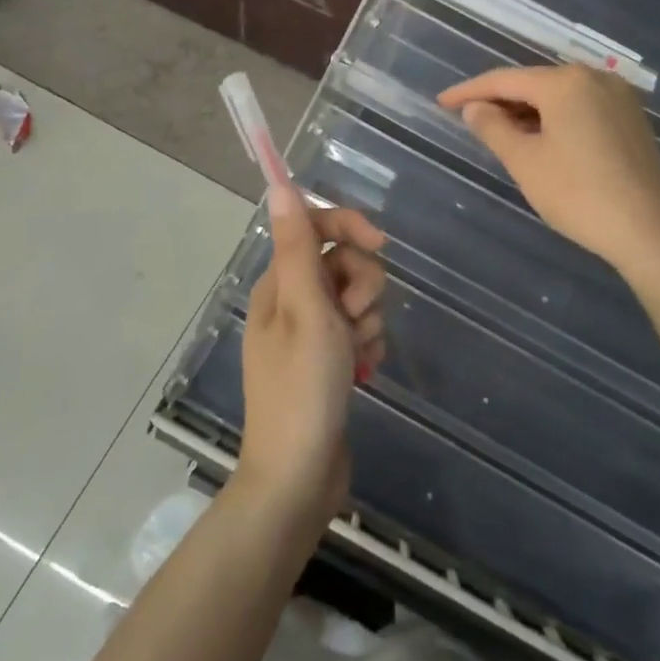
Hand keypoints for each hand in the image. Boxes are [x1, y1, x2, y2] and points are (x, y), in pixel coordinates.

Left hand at [237, 184, 386, 521]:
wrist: (299, 474)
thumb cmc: (303, 388)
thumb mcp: (306, 311)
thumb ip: (297, 247)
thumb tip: (279, 186)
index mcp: (278, 284)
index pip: (315, 228)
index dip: (350, 227)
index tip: (381, 245)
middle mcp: (291, 302)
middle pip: (342, 263)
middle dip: (362, 286)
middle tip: (353, 319)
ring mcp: (309, 333)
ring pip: (356, 298)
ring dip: (367, 321)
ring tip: (356, 354)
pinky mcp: (327, 360)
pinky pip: (358, 331)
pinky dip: (366, 344)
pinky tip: (363, 370)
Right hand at [438, 64, 659, 280]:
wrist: (648, 230)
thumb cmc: (578, 194)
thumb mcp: (525, 162)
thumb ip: (493, 128)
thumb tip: (475, 108)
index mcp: (566, 82)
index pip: (505, 80)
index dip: (469, 91)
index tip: (441, 102)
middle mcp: (595, 78)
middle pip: (535, 83)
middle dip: (500, 100)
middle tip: (468, 119)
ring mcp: (619, 97)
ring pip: (560, 97)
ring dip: (528, 111)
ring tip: (500, 132)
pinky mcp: (632, 119)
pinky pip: (582, 108)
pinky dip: (555, 119)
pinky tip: (541, 139)